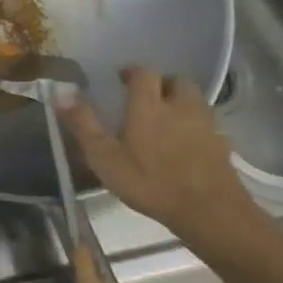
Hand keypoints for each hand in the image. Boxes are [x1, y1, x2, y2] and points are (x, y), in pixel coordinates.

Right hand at [58, 65, 261, 245]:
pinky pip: (206, 125)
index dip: (132, 72)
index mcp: (149, 106)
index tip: (121, 78)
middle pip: (177, 81)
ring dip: (180, 102)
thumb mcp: (104, 157)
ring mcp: (206, 125)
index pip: (144, 74)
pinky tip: (184, 145)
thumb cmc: (149, 181)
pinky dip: (194, 127)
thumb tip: (60, 93)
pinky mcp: (222, 145)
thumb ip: (83, 124)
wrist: (208, 210)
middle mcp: (180, 107)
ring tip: (165, 119)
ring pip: (194, 101)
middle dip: (162, 83)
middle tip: (146, 97)